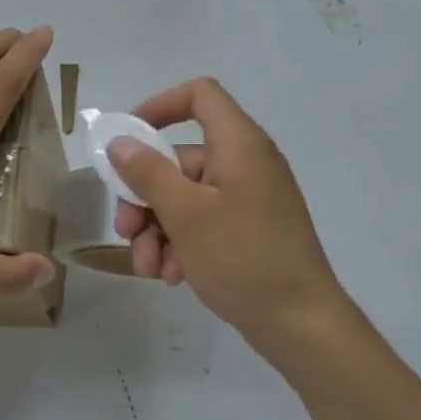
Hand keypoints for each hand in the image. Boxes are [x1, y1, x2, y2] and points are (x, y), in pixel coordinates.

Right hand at [108, 78, 345, 344]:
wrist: (300, 323)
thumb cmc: (242, 258)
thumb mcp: (185, 214)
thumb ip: (148, 173)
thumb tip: (121, 142)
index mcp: (239, 145)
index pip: (200, 96)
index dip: (160, 106)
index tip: (127, 139)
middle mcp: (246, 164)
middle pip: (180, 160)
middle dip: (145, 197)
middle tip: (124, 231)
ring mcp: (248, 199)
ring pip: (185, 198)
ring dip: (157, 230)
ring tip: (149, 268)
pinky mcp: (248, 230)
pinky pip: (203, 222)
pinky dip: (181, 244)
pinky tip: (172, 276)